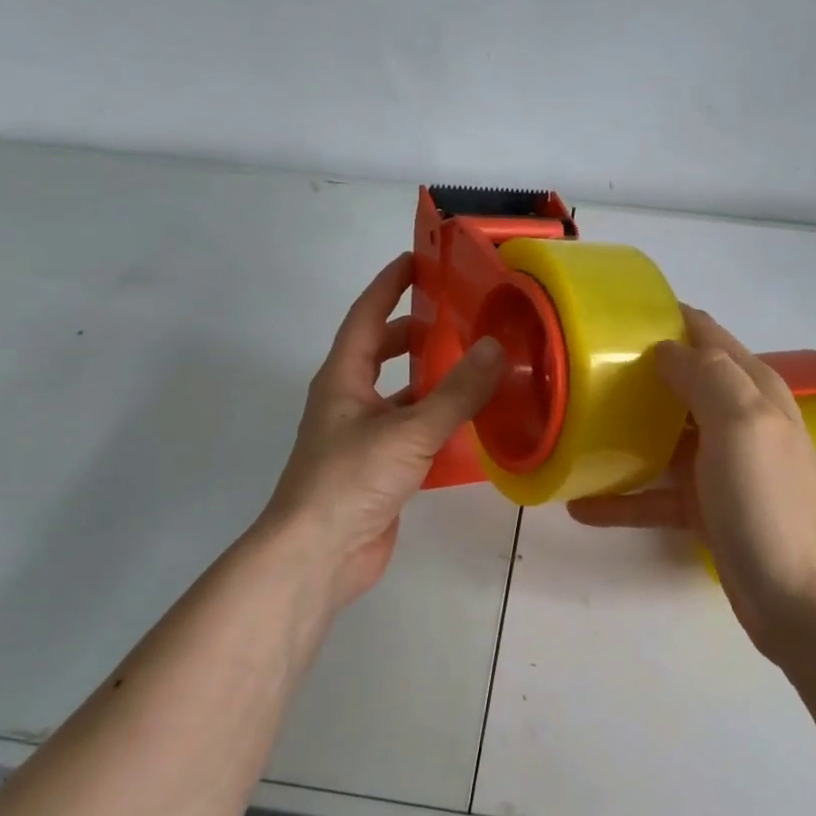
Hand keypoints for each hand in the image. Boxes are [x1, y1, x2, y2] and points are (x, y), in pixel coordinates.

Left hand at [259, 252, 503, 616]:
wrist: (318, 556)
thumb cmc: (351, 480)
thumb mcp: (408, 431)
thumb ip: (456, 393)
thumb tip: (496, 349)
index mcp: (342, 379)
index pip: (366, 316)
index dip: (389, 285)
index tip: (418, 259)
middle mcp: (349, 401)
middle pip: (381, 353)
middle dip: (415, 333)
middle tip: (459, 318)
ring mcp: (363, 438)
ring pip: (401, 395)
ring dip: (433, 381)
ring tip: (478, 366)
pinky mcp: (379, 470)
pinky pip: (413, 433)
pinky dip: (440, 423)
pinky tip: (474, 425)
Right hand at [568, 307, 815, 668]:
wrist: (807, 604)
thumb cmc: (771, 504)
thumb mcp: (742, 425)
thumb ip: (706, 376)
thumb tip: (664, 347)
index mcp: (751, 390)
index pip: (704, 335)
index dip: (663, 318)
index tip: (609, 318)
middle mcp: (737, 421)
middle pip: (679, 383)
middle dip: (633, 374)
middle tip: (576, 371)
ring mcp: (721, 467)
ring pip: (663, 438)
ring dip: (622, 434)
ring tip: (571, 429)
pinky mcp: (707, 510)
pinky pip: (657, 496)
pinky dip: (623, 498)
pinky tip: (581, 505)